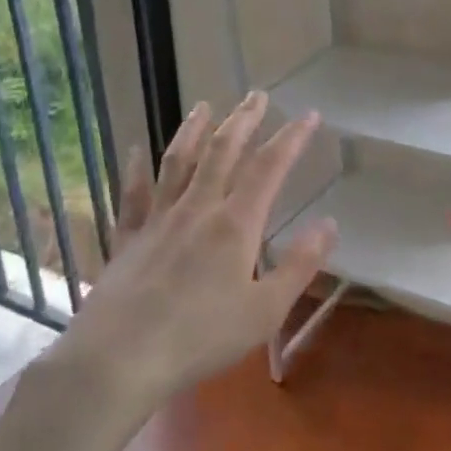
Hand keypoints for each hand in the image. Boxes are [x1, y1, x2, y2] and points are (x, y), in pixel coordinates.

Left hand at [73, 92, 335, 402]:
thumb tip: (329, 224)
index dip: (291, 138)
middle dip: (243, 120)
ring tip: (204, 106)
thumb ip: (299, 265)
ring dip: (193, 130)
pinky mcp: (129, 237)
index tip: (309, 114)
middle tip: (256, 94)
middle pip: (222, 152)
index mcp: (236, 224)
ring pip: (178, 162)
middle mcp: (197, 208)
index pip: (269, 168)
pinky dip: (136, 169)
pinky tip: (136, 150)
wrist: (121, 356)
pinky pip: (133, 194)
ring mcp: (159, 219)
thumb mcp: (265, 310)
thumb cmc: (201, 337)